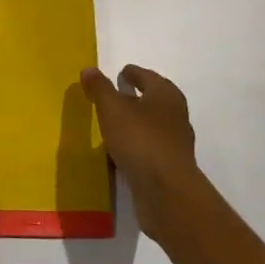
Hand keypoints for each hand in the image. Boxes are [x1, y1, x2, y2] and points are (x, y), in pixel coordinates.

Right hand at [80, 64, 203, 242]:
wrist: (167, 194)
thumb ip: (100, 88)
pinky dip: (134, 148)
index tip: (118, 75)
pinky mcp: (170, 168)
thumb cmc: (141, 140)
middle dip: (132, 99)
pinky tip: (118, 155)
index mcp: (166, 94)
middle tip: (111, 99)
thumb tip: (89, 69)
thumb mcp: (113, 109)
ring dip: (133, 125)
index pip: (146, 76)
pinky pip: (147, 150)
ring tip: (110, 127)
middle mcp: (175, 116)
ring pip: (149, 127)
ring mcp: (175, 144)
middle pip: (151, 101)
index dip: (131, 74)